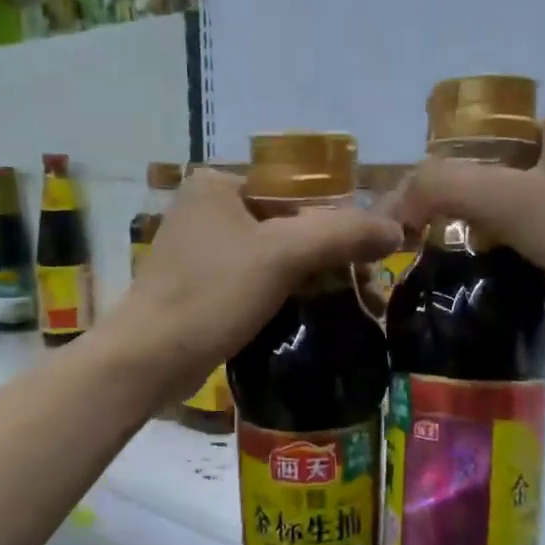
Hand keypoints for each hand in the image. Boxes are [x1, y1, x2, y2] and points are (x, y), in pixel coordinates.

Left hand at [110, 168, 399, 394]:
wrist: (149, 359)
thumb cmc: (212, 295)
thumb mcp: (282, 255)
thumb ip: (341, 234)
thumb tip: (396, 229)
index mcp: (219, 184)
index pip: (298, 190)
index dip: (340, 221)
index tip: (371, 256)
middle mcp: (207, 209)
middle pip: (289, 224)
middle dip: (330, 256)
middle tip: (366, 287)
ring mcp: (201, 251)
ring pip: (274, 256)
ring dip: (313, 279)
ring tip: (350, 305)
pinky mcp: (201, 288)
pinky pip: (256, 283)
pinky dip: (285, 296)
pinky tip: (312, 316)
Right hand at [389, 99, 544, 325]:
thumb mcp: (507, 201)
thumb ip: (443, 189)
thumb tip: (394, 199)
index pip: (499, 151)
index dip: (472, 193)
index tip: (459, 235)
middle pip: (529, 190)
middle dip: (503, 232)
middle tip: (483, 268)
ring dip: (535, 258)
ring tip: (513, 292)